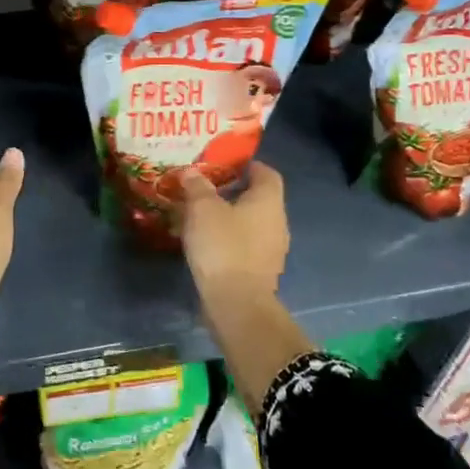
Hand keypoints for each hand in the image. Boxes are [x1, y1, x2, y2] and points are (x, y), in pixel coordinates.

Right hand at [178, 162, 288, 307]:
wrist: (237, 304)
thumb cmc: (223, 246)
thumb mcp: (202, 209)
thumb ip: (197, 186)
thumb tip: (192, 172)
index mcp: (268, 201)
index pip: (267, 173)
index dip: (248, 165)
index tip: (225, 164)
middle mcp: (277, 222)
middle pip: (260, 198)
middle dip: (235, 191)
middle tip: (207, 188)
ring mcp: (273, 249)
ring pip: (253, 223)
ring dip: (232, 217)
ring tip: (203, 215)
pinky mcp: (262, 271)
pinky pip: (247, 245)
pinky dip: (231, 239)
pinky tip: (209, 242)